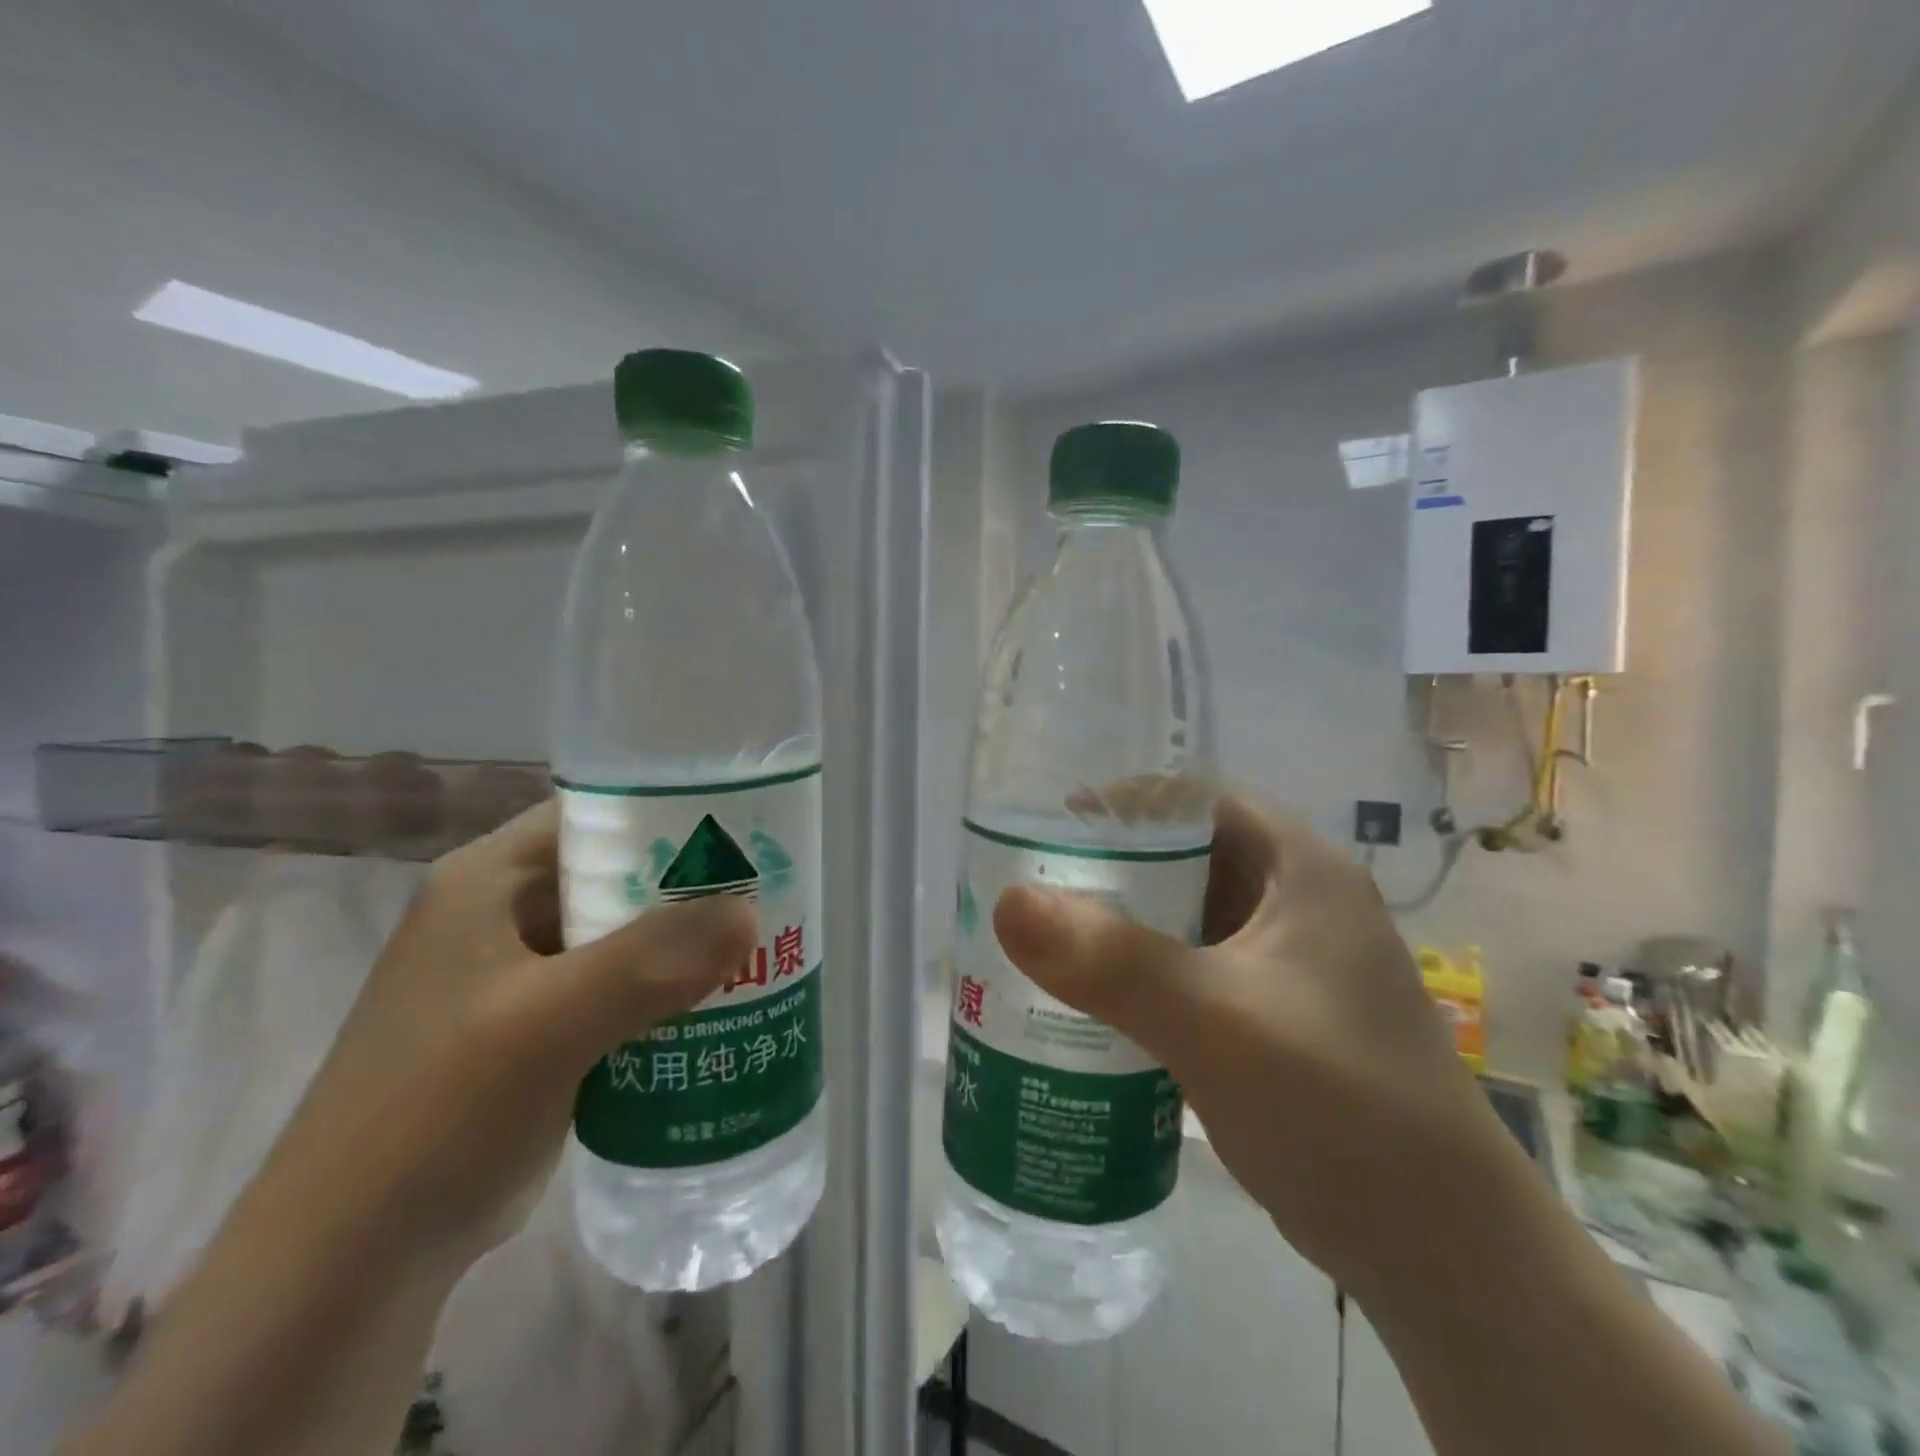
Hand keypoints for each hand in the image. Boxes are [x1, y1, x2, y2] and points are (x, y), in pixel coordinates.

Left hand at [255, 798, 756, 1270]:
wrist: (353, 1263)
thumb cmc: (435, 1113)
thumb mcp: (546, 1023)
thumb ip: (650, 961)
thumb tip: (751, 913)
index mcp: (490, 880)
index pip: (597, 812)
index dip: (672, 810)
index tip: (747, 828)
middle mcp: (506, 913)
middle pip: (619, 871)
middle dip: (694, 882)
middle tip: (772, 887)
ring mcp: (523, 974)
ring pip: (626, 931)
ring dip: (687, 939)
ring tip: (763, 939)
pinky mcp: (543, 1027)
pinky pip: (622, 985)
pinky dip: (668, 986)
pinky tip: (722, 999)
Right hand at [992, 793, 1518, 1295]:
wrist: (1442, 1251)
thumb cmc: (1338, 1104)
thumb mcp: (1214, 1020)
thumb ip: (1110, 961)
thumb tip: (1008, 902)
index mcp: (1301, 870)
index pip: (1200, 800)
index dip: (1129, 802)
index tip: (1056, 825)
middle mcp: (1298, 904)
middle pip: (1188, 857)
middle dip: (1113, 868)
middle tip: (1037, 888)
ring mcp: (1289, 965)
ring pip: (1187, 918)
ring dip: (1124, 925)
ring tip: (1049, 940)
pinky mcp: (1276, 1018)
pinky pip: (1193, 972)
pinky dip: (1144, 976)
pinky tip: (1094, 1003)